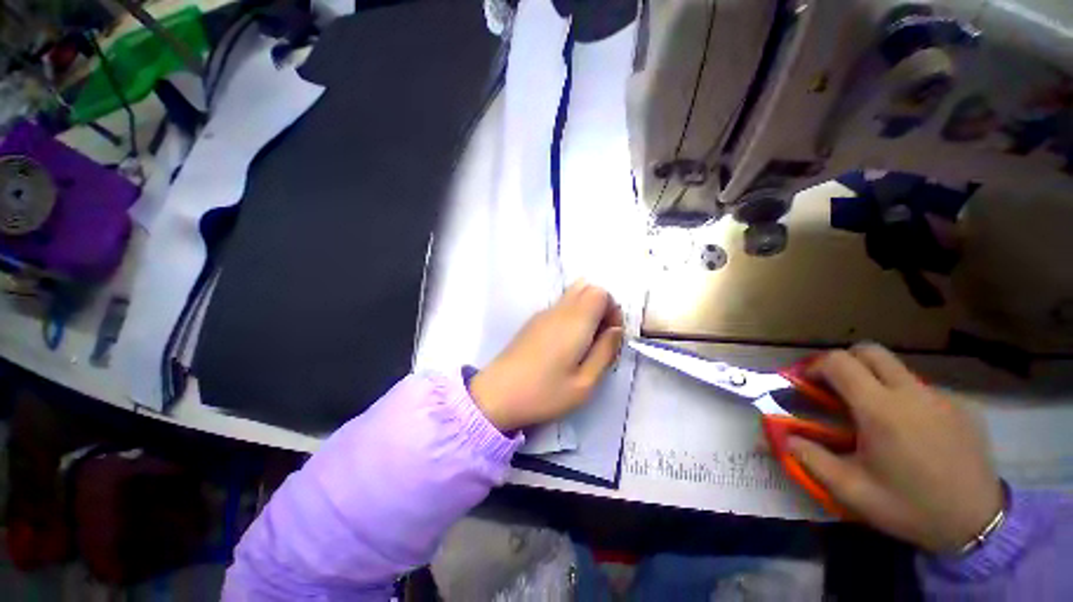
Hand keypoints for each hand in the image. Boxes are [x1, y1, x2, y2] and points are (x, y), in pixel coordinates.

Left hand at [470, 281, 624, 431]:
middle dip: (601, 307)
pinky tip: (564, 346)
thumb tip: (615, 330)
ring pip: (572, 296)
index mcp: (575, 322)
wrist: (496, 395)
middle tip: (600, 338)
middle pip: (587, 288)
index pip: (600, 292)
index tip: (611, 334)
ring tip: (583, 344)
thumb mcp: (584, 384)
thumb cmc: (544, 393)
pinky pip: (559, 307)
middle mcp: (559, 310)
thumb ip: (605, 352)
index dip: (612, 308)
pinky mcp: (532, 322)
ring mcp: (542, 314)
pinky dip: (571, 316)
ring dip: (586, 312)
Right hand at [788, 343, 1003, 553]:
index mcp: (882, 410)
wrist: (977, 523)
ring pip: (896, 368)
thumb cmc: (909, 507)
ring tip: (875, 415)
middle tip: (836, 389)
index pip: (839, 362)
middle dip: (844, 362)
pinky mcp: (962, 404)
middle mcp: (912, 393)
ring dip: (874, 380)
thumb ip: (810, 459)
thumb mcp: (851, 491)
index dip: (816, 366)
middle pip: (869, 351)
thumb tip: (781, 437)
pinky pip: (921, 388)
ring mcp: (941, 397)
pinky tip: (912, 430)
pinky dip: (904, 397)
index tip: (808, 384)